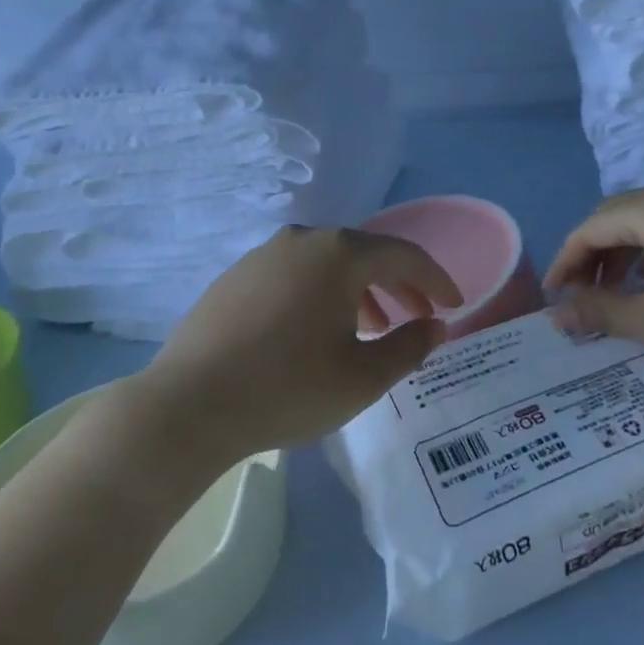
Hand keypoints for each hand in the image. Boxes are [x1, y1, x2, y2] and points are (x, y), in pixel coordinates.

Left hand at [140, 224, 462, 462]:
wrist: (188, 405)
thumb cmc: (287, 388)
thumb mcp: (362, 377)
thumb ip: (408, 347)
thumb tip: (435, 326)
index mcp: (339, 253)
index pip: (404, 255)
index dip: (435, 280)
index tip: (455, 306)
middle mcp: (304, 239)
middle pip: (365, 254)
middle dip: (398, 285)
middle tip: (418, 318)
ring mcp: (264, 254)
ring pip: (328, 263)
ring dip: (359, 290)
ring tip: (371, 328)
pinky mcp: (237, 275)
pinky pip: (296, 274)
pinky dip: (321, 293)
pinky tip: (317, 330)